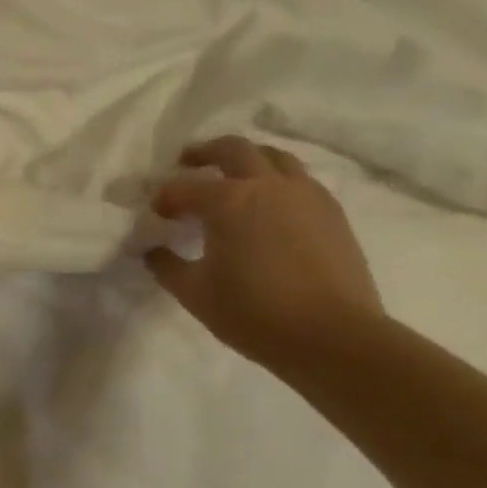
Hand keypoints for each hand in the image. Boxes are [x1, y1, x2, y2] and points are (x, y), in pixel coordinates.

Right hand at [144, 135, 382, 373]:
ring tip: (233, 176)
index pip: (183, 188)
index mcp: (228, 201)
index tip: (156, 214)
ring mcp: (305, 195)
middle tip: (188, 163)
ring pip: (274, 157)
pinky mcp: (332, 212)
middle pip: (233, 149)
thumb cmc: (254, 314)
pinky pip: (299, 180)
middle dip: (205, 153)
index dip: (164, 198)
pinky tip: (269, 205)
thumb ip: (166, 266)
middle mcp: (267, 186)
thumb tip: (152, 250)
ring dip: (247, 159)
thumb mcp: (194, 293)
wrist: (334, 338)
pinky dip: (277, 180)